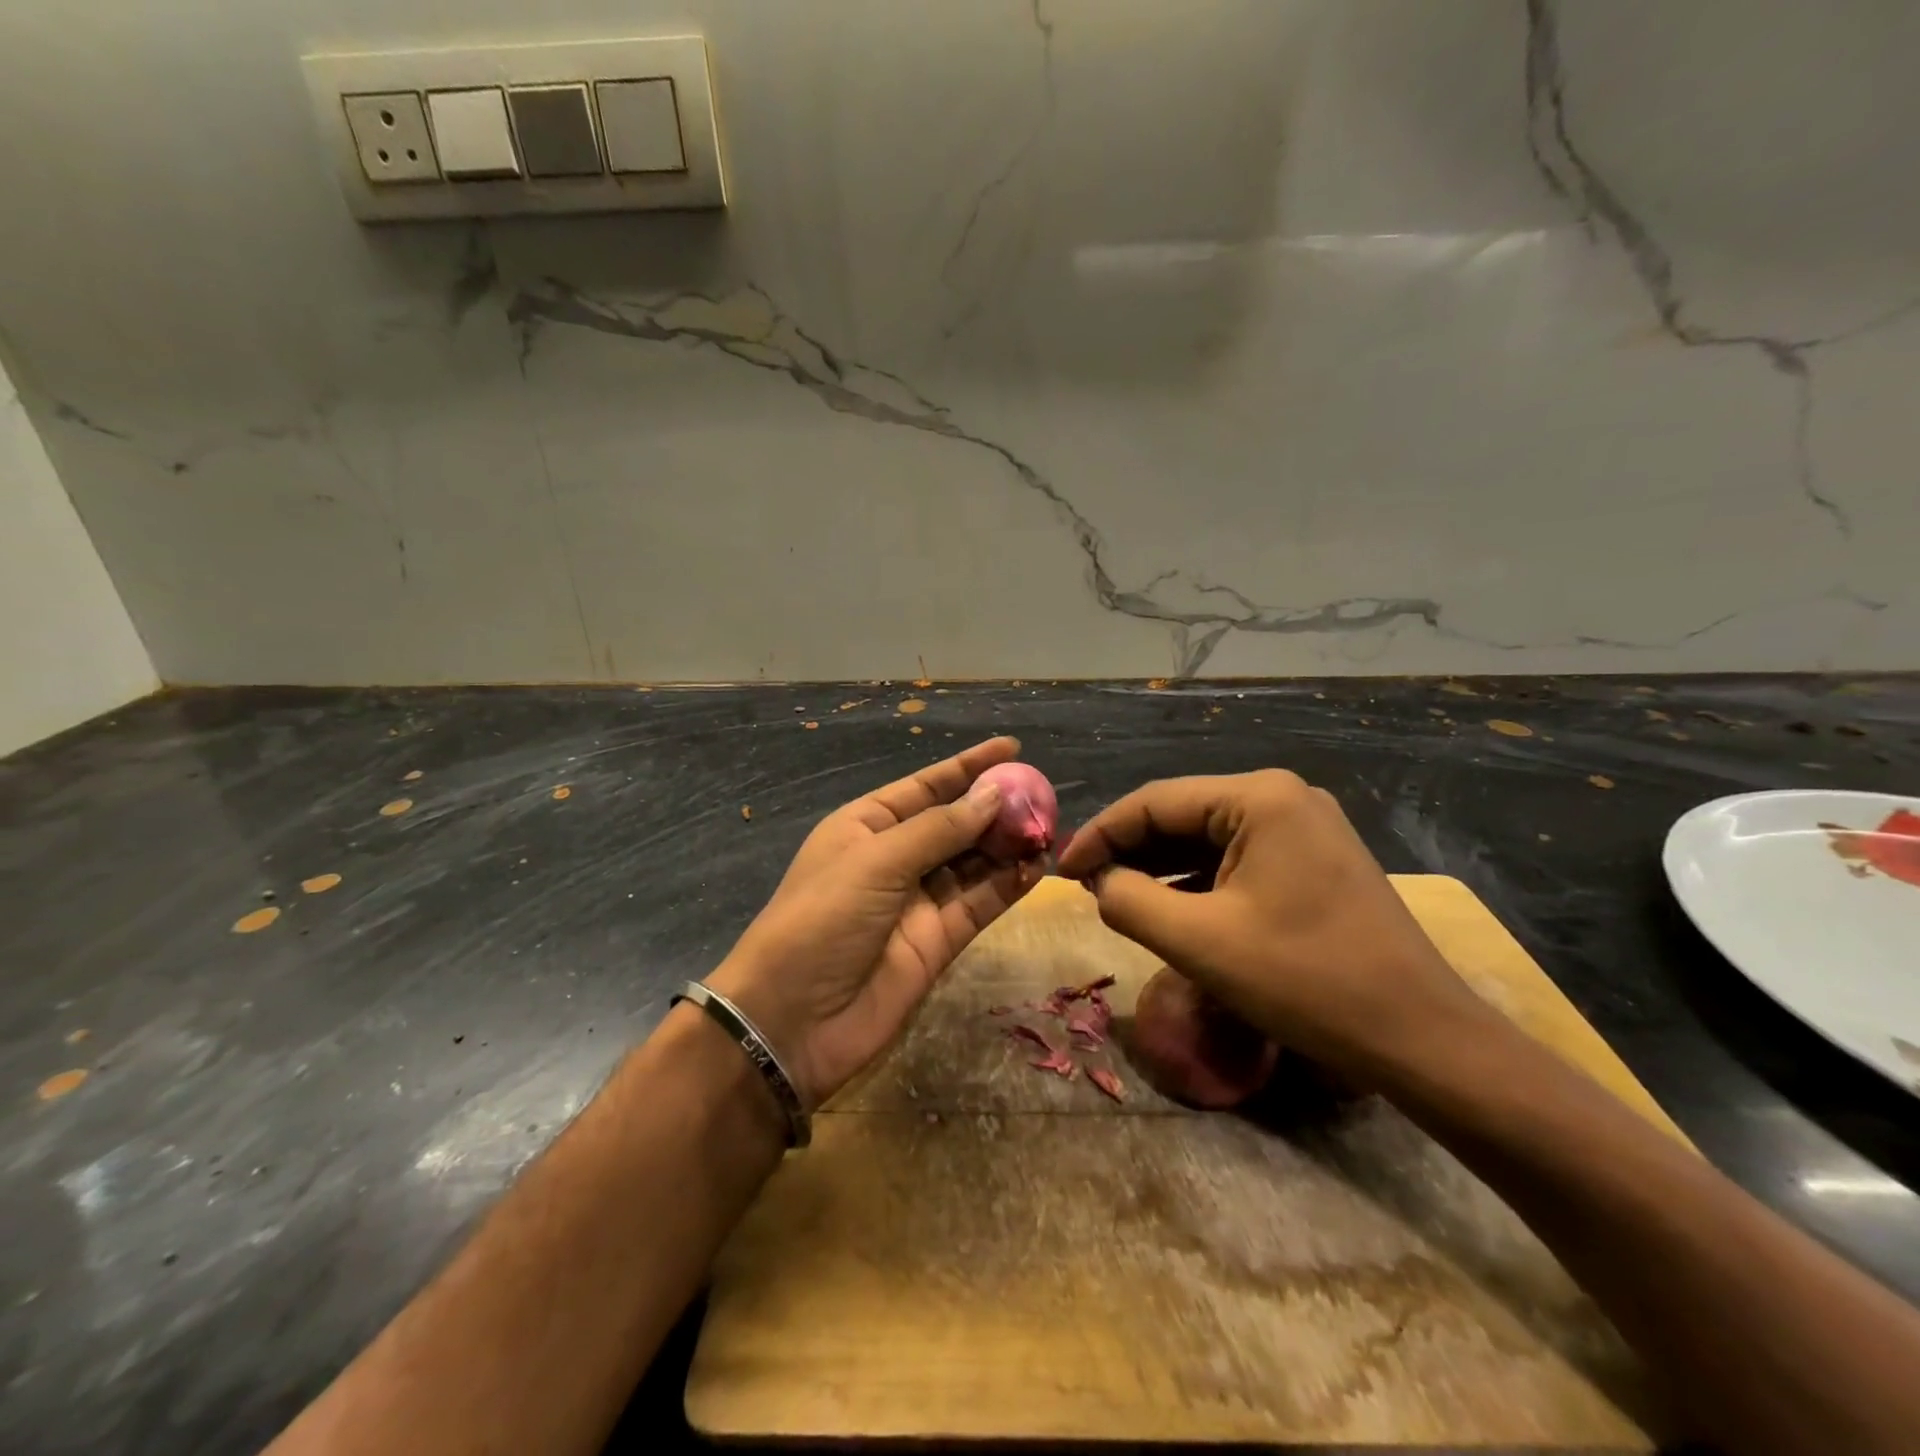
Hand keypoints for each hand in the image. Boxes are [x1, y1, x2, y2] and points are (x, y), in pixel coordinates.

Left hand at [708, 737, 1043, 1107]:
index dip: (968, 766)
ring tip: (1049, 829)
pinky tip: (1037, 867)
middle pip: (955, 824)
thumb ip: (940, 829)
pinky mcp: (938, 941)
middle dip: (996, 809)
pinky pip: (979, 904)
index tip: (1012, 748)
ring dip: (1008, 846)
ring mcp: (918, 901)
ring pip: (973, 864)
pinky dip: (1008, 886)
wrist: (792, 1021)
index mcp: (867, 825)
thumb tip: (992, 795)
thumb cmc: (823, 919)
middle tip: (1044, 796)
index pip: (926, 786)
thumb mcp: (877, 861)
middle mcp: (895, 857)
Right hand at [1056, 770, 1492, 1083]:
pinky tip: (1167, 906)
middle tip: (1084, 886)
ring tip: (1115, 897)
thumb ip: (1128, 901)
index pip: (1154, 802)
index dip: (1100, 834)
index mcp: (1258, 797)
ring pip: (1206, 838)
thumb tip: (1098, 881)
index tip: (1061, 871)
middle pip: (1181, 815)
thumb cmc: (1306, 981)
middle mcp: (1282, 796)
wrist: (1421, 1038)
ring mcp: (1303, 826)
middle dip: (1129, 850)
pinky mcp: (1313, 859)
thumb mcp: (1198, 942)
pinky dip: (1195, 881)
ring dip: (1159, 867)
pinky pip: (1236, 859)